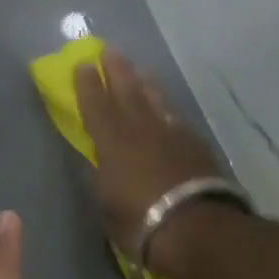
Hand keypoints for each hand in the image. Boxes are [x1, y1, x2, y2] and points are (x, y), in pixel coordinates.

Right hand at [74, 52, 231, 278]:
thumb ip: (102, 177)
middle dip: (116, 71)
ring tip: (140, 70)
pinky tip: (167, 108)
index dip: (87, 86)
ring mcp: (172, 135)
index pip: (96, 106)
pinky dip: (167, 108)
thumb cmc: (139, 221)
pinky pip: (175, 117)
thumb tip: (99, 162)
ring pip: (155, 100)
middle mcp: (141, 130)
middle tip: (109, 51)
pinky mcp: (196, 146)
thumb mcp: (107, 203)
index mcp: (112, 142)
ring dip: (145, 83)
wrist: (195, 227)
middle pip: (127, 92)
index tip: (82, 64)